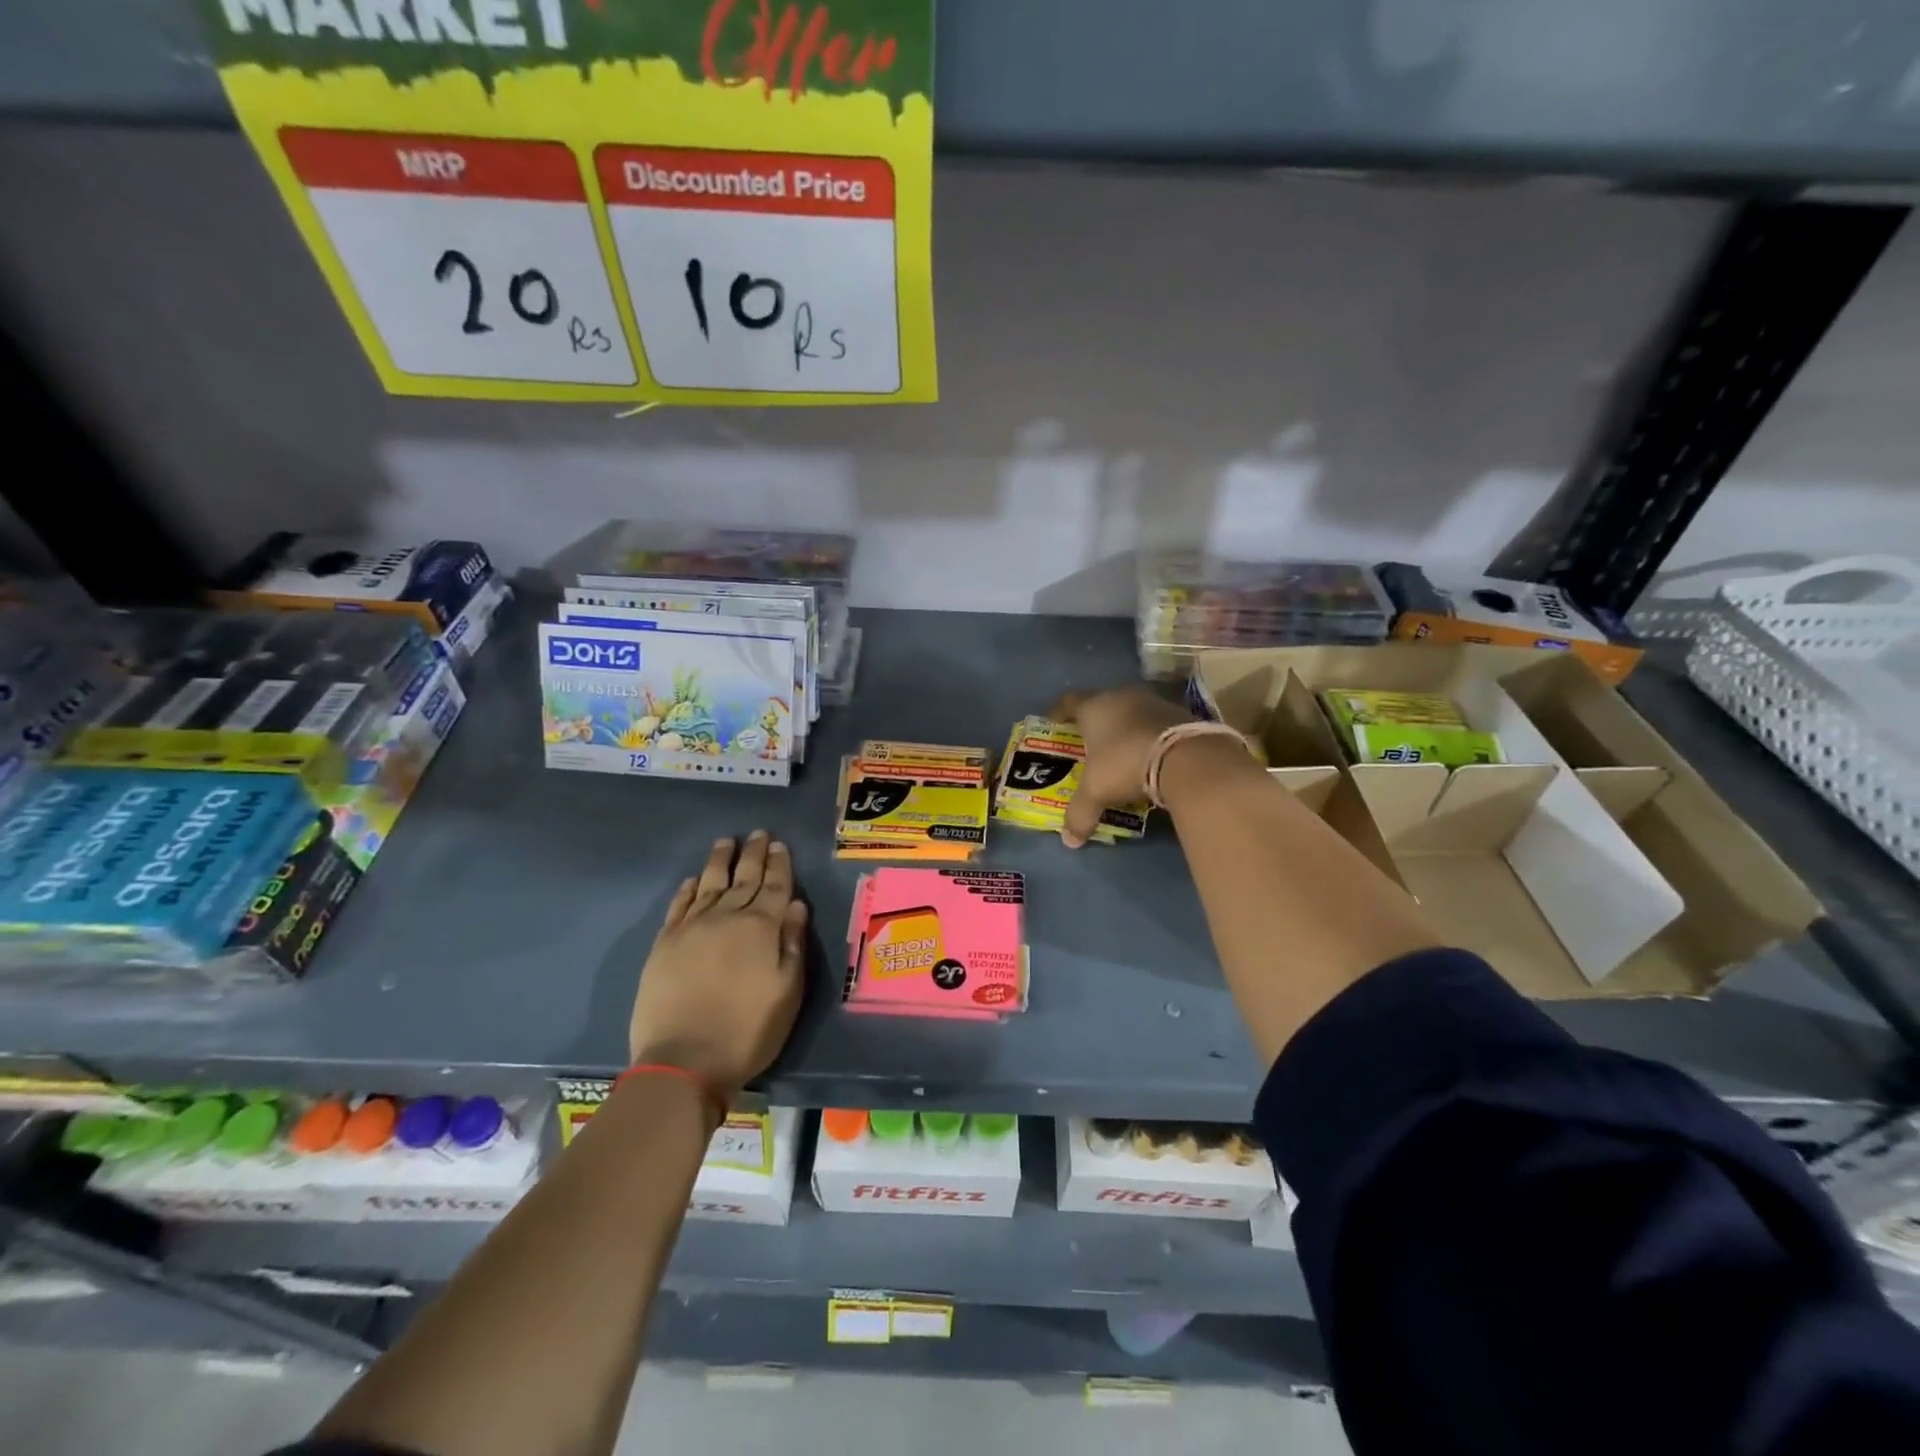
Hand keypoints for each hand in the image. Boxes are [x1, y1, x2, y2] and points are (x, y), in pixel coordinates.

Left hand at [628, 831, 808, 1102]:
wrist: (684, 1061)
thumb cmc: (748, 1030)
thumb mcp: (788, 992)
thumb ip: (792, 943)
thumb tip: (795, 904)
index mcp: (761, 928)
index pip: (774, 886)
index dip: (779, 864)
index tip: (779, 844)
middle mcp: (726, 917)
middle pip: (743, 878)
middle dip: (753, 854)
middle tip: (758, 833)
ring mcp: (691, 928)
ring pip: (708, 883)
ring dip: (719, 861)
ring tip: (726, 842)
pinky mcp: (664, 944)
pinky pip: (678, 906)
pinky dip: (687, 890)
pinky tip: (692, 880)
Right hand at [1049, 686, 1193, 847]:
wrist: (1186, 757)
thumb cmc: (1125, 764)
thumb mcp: (1097, 792)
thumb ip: (1080, 814)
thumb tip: (1069, 841)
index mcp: (1094, 707)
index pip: (1068, 702)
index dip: (1058, 712)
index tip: (1053, 722)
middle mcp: (1122, 696)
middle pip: (1102, 703)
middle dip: (1095, 722)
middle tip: (1090, 741)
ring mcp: (1153, 701)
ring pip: (1132, 711)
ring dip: (1125, 727)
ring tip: (1122, 750)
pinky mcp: (1180, 712)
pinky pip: (1156, 722)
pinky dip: (1150, 735)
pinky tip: (1150, 754)